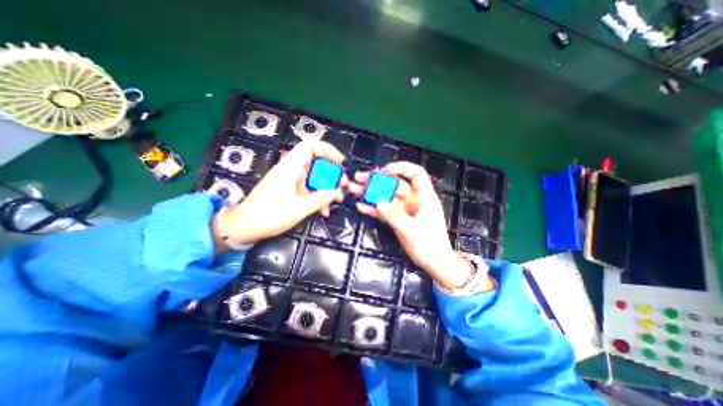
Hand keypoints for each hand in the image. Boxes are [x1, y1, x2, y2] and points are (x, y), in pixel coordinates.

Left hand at [215, 140, 346, 248]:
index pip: (310, 147)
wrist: (244, 227)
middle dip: (332, 174)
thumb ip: (319, 199)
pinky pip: (308, 190)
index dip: (327, 150)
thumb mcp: (298, 209)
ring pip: (314, 179)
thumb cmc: (269, 215)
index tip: (340, 162)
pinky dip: (317, 197)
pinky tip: (323, 211)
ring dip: (326, 188)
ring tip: (337, 200)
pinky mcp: (289, 191)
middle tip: (343, 185)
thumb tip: (336, 192)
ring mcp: (290, 181)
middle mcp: (291, 171)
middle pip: (316, 164)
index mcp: (290, 168)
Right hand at [352, 162, 474, 287]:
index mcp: (424, 198)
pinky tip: (361, 206)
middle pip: (394, 184)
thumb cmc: (429, 246)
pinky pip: (383, 211)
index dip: (402, 168)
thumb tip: (379, 202)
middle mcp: (413, 200)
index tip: (385, 170)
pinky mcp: (397, 219)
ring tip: (354, 188)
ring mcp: (403, 210)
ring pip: (386, 196)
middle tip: (360, 178)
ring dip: (371, 193)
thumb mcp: (413, 231)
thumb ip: (395, 216)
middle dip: (377, 180)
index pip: (416, 174)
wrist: (433, 263)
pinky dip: (373, 208)